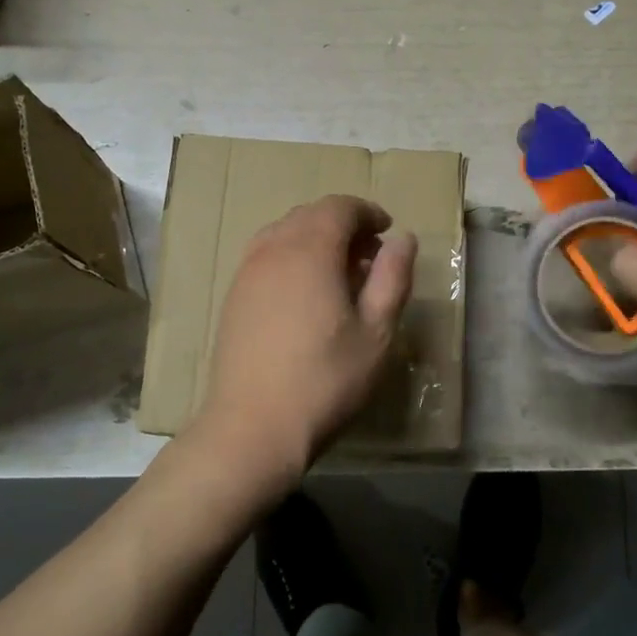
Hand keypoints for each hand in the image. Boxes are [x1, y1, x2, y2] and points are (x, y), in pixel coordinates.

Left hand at [192, 195, 417, 499]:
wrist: (252, 428)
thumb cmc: (325, 379)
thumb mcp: (376, 331)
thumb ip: (393, 277)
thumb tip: (403, 238)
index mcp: (310, 250)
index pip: (339, 207)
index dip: (368, 212)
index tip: (388, 232)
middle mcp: (273, 249)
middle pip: (310, 215)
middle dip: (344, 224)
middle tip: (370, 256)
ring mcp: (247, 272)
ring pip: (285, 233)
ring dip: (316, 239)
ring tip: (340, 274)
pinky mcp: (233, 297)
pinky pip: (266, 255)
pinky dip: (292, 256)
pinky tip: (306, 294)